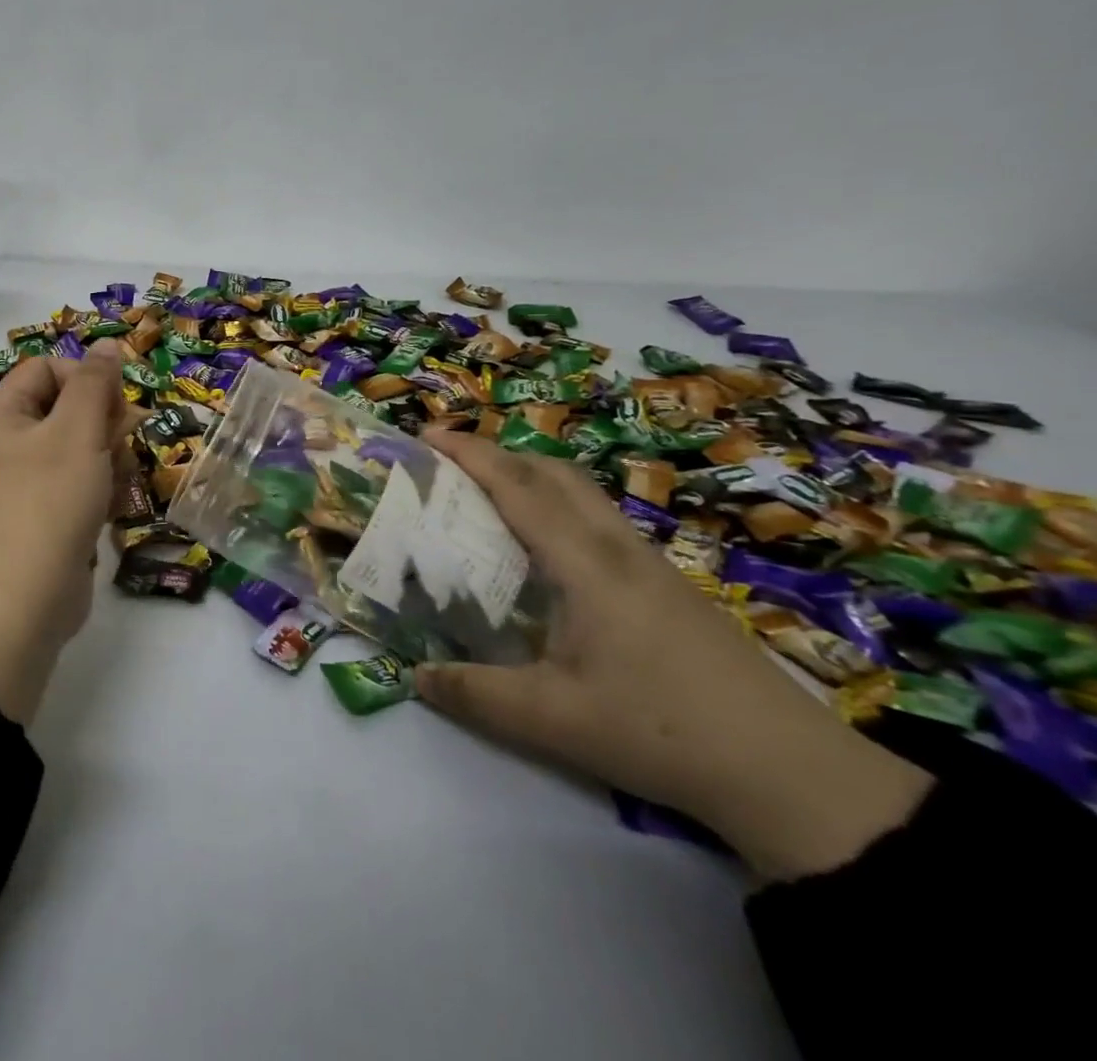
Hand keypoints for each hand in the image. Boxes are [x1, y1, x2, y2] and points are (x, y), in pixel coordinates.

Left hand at [0, 340, 133, 722]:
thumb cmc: (47, 504)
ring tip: (117, 483)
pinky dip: (97, 493)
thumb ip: (94, 383)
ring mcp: (22, 488)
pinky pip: (75, 490)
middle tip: (126, 441)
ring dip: (107, 459)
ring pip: (77, 452)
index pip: (46, 369)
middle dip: (103, 422)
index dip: (85, 376)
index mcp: (1, 416)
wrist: (17, 606)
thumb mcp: (77, 432)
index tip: (116, 402)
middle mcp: (6, 447)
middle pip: (65, 409)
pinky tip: (112, 510)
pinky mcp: (41, 523)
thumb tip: (105, 344)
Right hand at [413, 430, 932, 881]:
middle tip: (451, 465)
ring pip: (584, 494)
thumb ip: (475, 694)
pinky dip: (558, 508)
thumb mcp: (553, 721)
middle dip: (499, 454)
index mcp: (586, 565)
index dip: (470, 454)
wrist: (796, 776)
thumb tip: (416, 676)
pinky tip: (548, 553)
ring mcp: (651, 566)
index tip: (426, 435)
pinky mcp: (670, 588)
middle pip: (555, 473)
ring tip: (489, 499)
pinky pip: (600, 521)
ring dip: (531, 478)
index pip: (519, 488)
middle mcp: (618, 549)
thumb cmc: (663, 733)